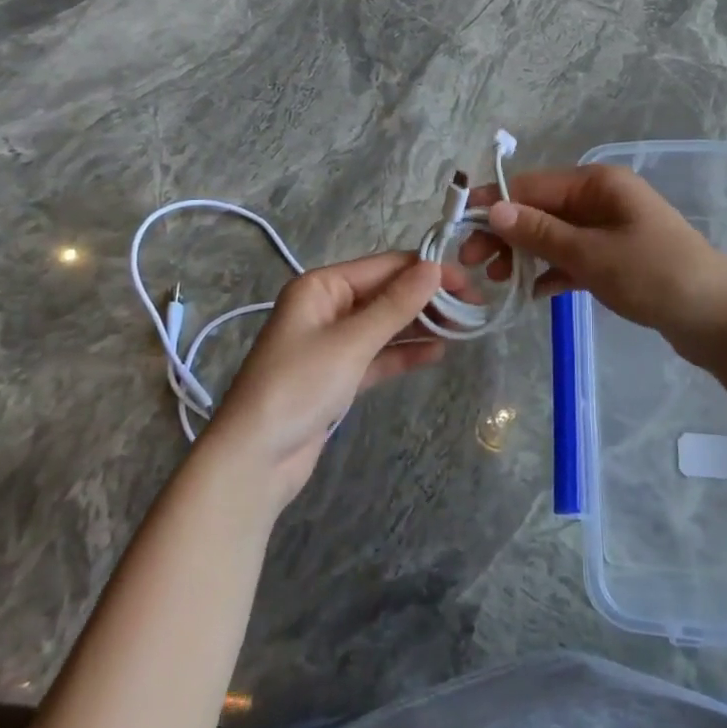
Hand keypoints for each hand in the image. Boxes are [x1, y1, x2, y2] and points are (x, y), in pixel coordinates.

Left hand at [207, 254, 457, 507]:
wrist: (253, 460)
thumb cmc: (298, 387)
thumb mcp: (351, 342)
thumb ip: (395, 305)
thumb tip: (434, 267)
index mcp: (322, 286)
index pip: (385, 267)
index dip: (427, 271)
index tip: (468, 282)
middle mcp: (327, 306)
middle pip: (387, 293)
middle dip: (428, 299)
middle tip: (473, 308)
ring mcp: (332, 342)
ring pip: (386, 324)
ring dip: (421, 325)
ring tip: (464, 328)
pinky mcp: (338, 375)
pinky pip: (378, 354)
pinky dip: (405, 353)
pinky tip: (437, 352)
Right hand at [460, 164, 726, 350]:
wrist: (719, 319)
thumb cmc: (655, 276)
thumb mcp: (592, 254)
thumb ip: (541, 233)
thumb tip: (494, 209)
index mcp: (597, 183)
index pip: (532, 185)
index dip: (493, 204)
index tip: (459, 230)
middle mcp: (602, 198)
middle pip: (540, 208)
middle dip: (506, 233)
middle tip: (473, 265)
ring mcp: (610, 228)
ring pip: (554, 235)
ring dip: (526, 254)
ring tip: (498, 283)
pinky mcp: (617, 258)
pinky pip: (574, 258)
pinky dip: (553, 272)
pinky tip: (535, 295)